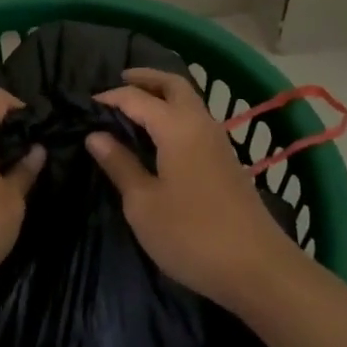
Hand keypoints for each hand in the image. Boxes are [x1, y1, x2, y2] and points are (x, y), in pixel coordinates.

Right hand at [87, 67, 301, 308]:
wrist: (258, 269)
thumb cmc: (192, 235)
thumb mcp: (143, 204)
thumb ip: (120, 165)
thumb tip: (96, 136)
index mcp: (176, 127)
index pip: (137, 98)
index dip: (112, 96)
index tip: (88, 103)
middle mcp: (200, 123)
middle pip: (174, 84)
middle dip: (146, 78)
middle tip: (120, 81)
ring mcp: (218, 141)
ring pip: (189, 100)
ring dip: (164, 94)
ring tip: (137, 105)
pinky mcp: (227, 160)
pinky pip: (196, 119)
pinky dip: (176, 113)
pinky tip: (162, 136)